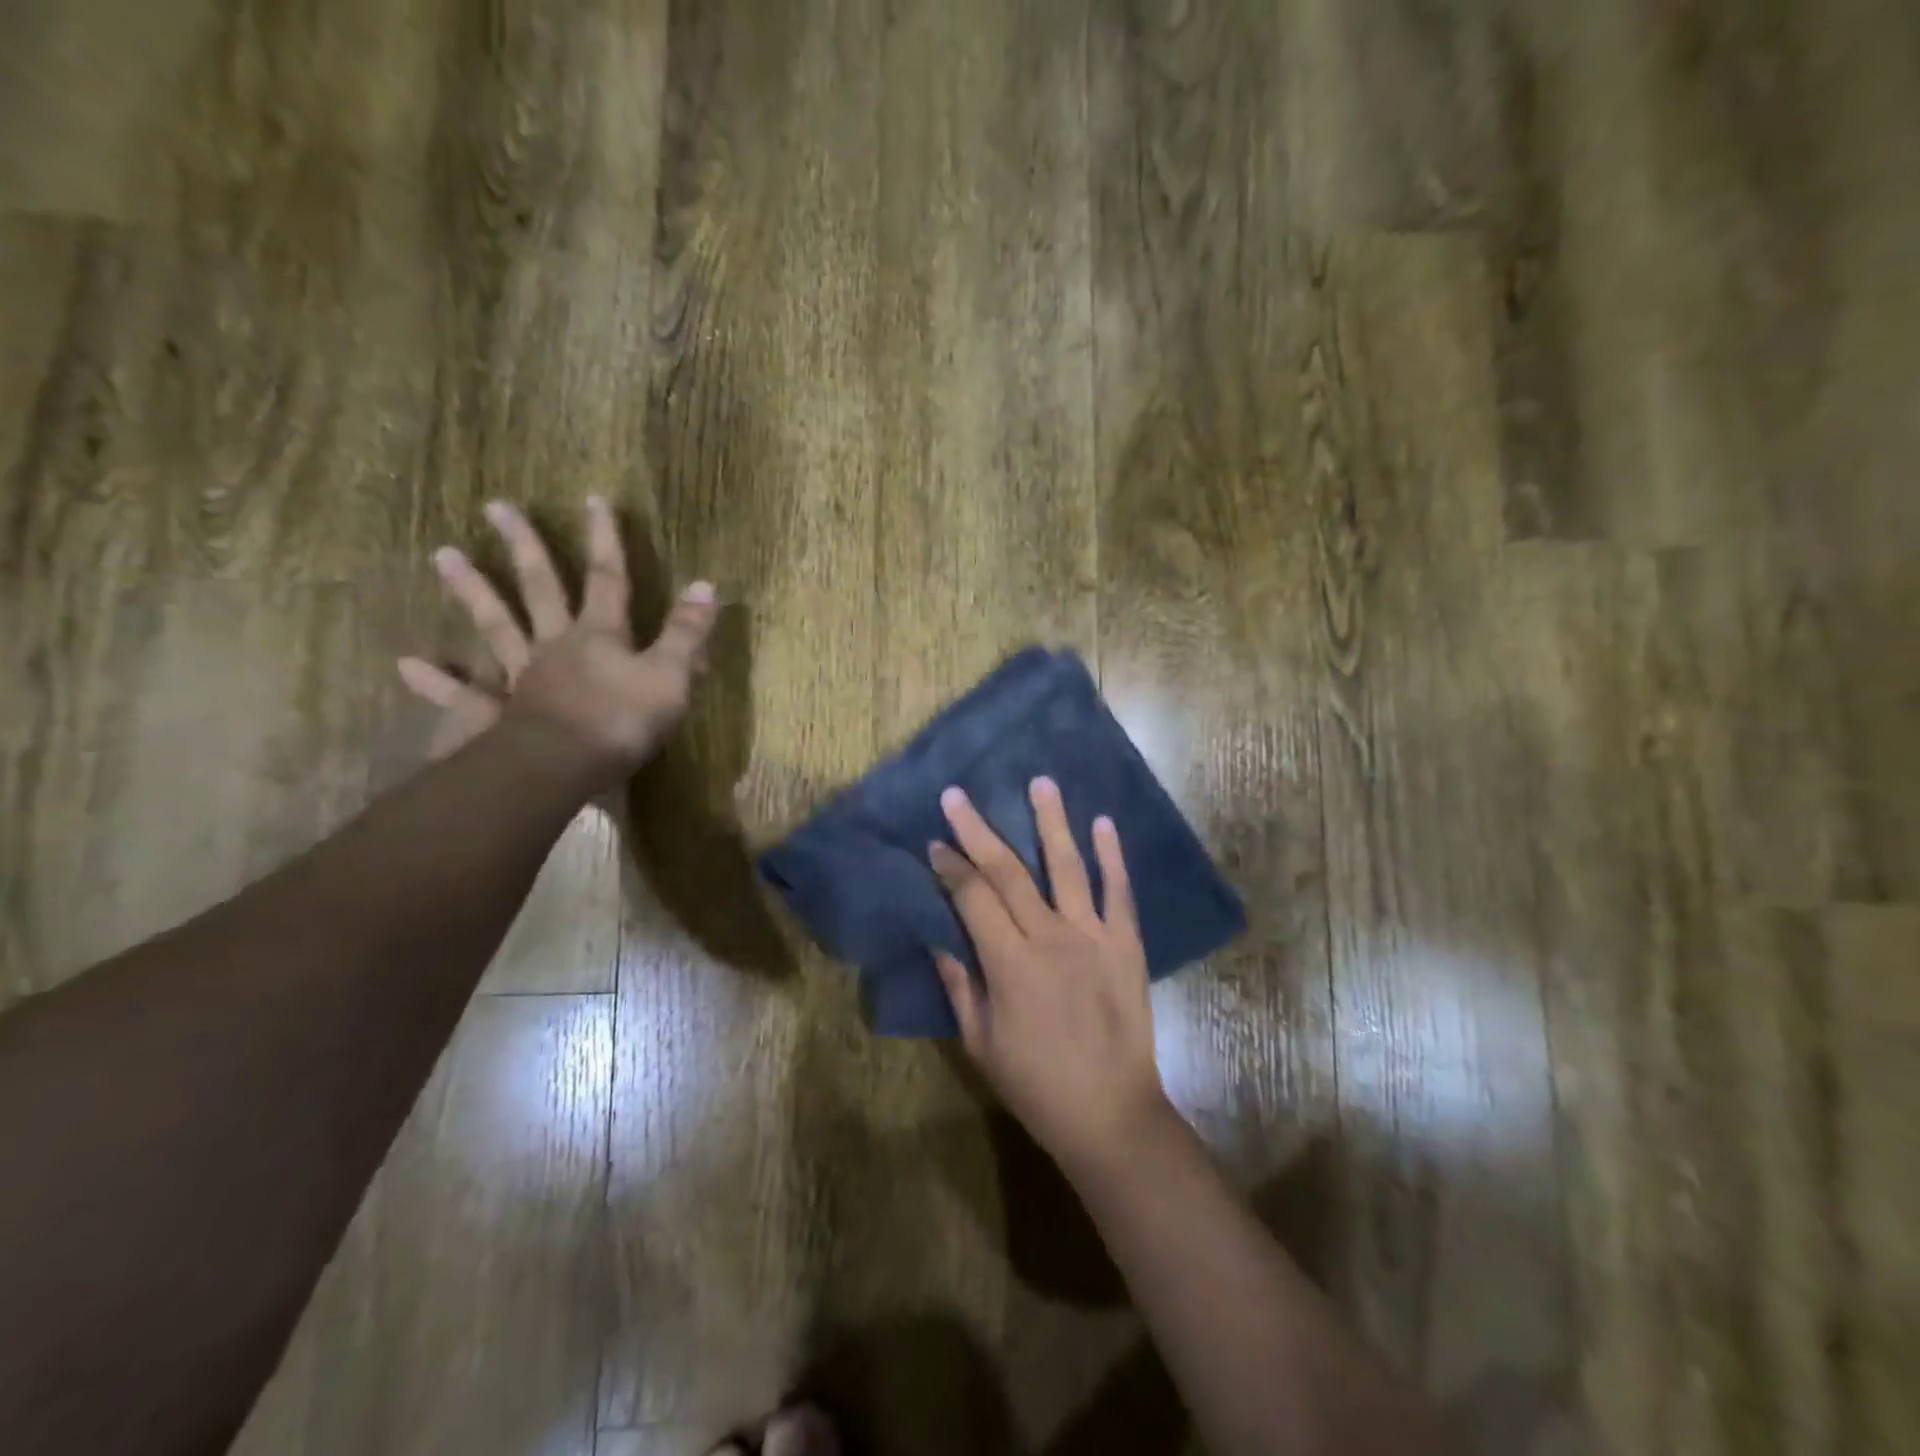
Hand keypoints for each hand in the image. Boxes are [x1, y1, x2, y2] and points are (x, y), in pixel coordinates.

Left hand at [397, 497, 716, 788]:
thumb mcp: (670, 675)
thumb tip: (706, 585)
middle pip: (540, 587)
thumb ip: (686, 632)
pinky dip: (437, 681)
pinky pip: (465, 695)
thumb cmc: (622, 720)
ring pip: (496, 625)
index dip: (605, 540)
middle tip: (497, 507)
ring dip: (472, 591)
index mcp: (601, 634)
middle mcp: (557, 644)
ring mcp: (523, 676)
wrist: (562, 767)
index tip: (593, 500)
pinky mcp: (499, 713)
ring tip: (442, 554)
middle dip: (525, 547)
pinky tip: (407, 663)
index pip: (607, 578)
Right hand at [930, 777, 1170, 1174]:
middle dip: (978, 831)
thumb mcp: (980, 1043)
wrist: (1112, 1113)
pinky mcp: (1126, 944)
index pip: (973, 897)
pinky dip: (1112, 856)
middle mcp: (1051, 937)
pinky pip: (1119, 892)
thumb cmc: (1036, 1085)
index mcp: (1009, 963)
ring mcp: (1093, 936)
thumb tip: (939, 939)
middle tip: (958, 795)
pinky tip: (1103, 823)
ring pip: (1067, 866)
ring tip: (1040, 782)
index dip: (950, 866)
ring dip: (1051, 822)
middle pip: (1009, 872)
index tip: (935, 842)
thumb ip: (960, 986)